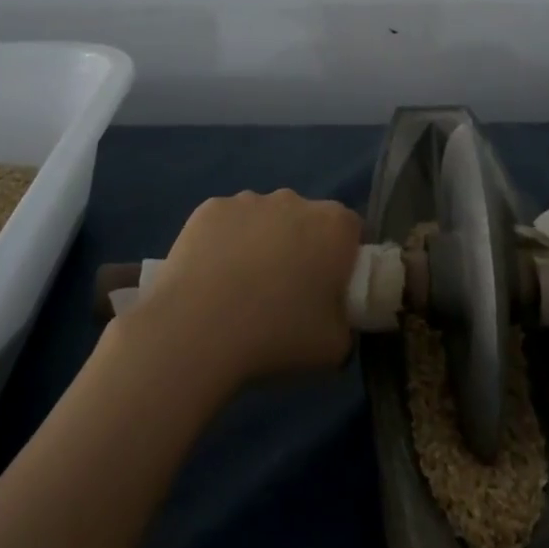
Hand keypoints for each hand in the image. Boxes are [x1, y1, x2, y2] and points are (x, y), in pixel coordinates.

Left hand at [134, 189, 361, 387]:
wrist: (196, 331)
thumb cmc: (276, 336)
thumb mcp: (335, 347)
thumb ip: (346, 322)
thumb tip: (336, 317)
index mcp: (334, 226)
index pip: (352, 231)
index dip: (344, 259)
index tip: (330, 289)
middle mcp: (295, 200)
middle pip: (307, 220)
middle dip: (302, 247)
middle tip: (287, 293)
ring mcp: (248, 200)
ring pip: (265, 219)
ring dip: (263, 242)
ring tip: (242, 289)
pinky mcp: (209, 208)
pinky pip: (228, 223)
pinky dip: (225, 242)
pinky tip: (212, 278)